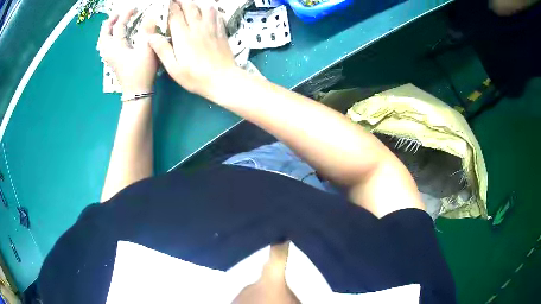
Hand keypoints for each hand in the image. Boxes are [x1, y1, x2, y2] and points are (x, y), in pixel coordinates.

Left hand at [98, 9, 157, 94]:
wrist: (136, 93)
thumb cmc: (142, 72)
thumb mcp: (147, 50)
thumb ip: (148, 31)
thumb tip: (150, 16)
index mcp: (117, 47)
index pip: (119, 26)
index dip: (126, 15)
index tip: (134, 8)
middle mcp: (110, 52)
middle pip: (104, 35)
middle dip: (109, 23)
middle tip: (116, 15)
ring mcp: (110, 58)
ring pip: (103, 42)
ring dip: (106, 31)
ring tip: (112, 24)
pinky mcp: (113, 63)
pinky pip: (105, 48)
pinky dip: (107, 40)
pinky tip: (111, 39)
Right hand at [148, 0, 236, 97]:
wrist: (223, 79)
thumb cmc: (195, 77)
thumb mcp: (173, 68)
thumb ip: (162, 50)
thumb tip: (151, 36)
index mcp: (183, 36)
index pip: (175, 15)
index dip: (170, 6)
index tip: (166, 2)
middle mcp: (198, 27)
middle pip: (190, 7)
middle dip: (182, 1)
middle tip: (176, 0)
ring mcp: (211, 28)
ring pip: (205, 8)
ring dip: (197, 3)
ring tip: (191, 3)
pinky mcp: (221, 31)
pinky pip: (217, 14)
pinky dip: (211, 9)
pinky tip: (209, 10)